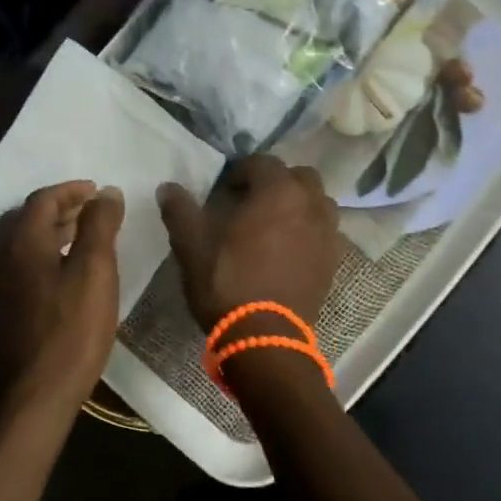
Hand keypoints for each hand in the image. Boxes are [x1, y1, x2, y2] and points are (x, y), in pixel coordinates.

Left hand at [0, 181, 124, 420]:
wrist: (37, 395)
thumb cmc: (72, 329)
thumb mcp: (96, 271)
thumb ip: (100, 225)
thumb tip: (106, 192)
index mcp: (21, 242)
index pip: (43, 199)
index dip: (72, 191)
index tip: (98, 192)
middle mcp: (1, 256)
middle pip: (27, 217)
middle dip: (59, 207)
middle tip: (90, 211)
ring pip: (21, 241)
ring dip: (50, 230)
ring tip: (83, 235)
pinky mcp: (2, 307)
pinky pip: (20, 263)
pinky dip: (43, 252)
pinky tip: (66, 270)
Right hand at [157, 155, 343, 340]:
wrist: (264, 338)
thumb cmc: (227, 282)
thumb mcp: (192, 244)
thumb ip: (180, 210)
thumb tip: (167, 187)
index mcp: (278, 191)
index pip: (262, 162)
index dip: (241, 171)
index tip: (224, 190)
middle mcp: (310, 205)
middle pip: (299, 177)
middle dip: (277, 182)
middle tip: (252, 202)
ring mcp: (326, 234)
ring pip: (318, 203)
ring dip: (299, 204)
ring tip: (274, 224)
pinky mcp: (332, 262)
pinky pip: (324, 232)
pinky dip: (309, 231)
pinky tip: (287, 250)